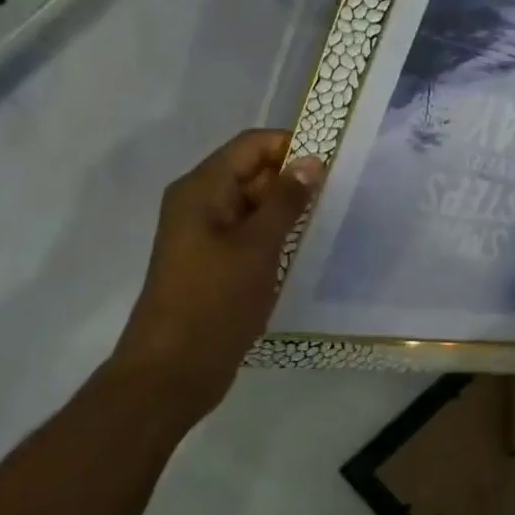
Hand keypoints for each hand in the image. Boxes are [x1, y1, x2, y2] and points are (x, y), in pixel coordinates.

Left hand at [112, 129, 323, 415]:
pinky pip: (249, 234)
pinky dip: (276, 235)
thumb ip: (286, 201)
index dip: (291, 145)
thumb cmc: (214, 301)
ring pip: (254, 206)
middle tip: (340, 193)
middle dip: (293, 178)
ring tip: (330, 219)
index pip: (251, 145)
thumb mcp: (257, 246)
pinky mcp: (214, 263)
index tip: (334, 160)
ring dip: (288, 210)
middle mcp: (200, 203)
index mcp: (202, 189)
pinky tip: (305, 247)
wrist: (174, 370)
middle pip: (252, 172)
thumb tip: (310, 160)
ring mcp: (206, 235)